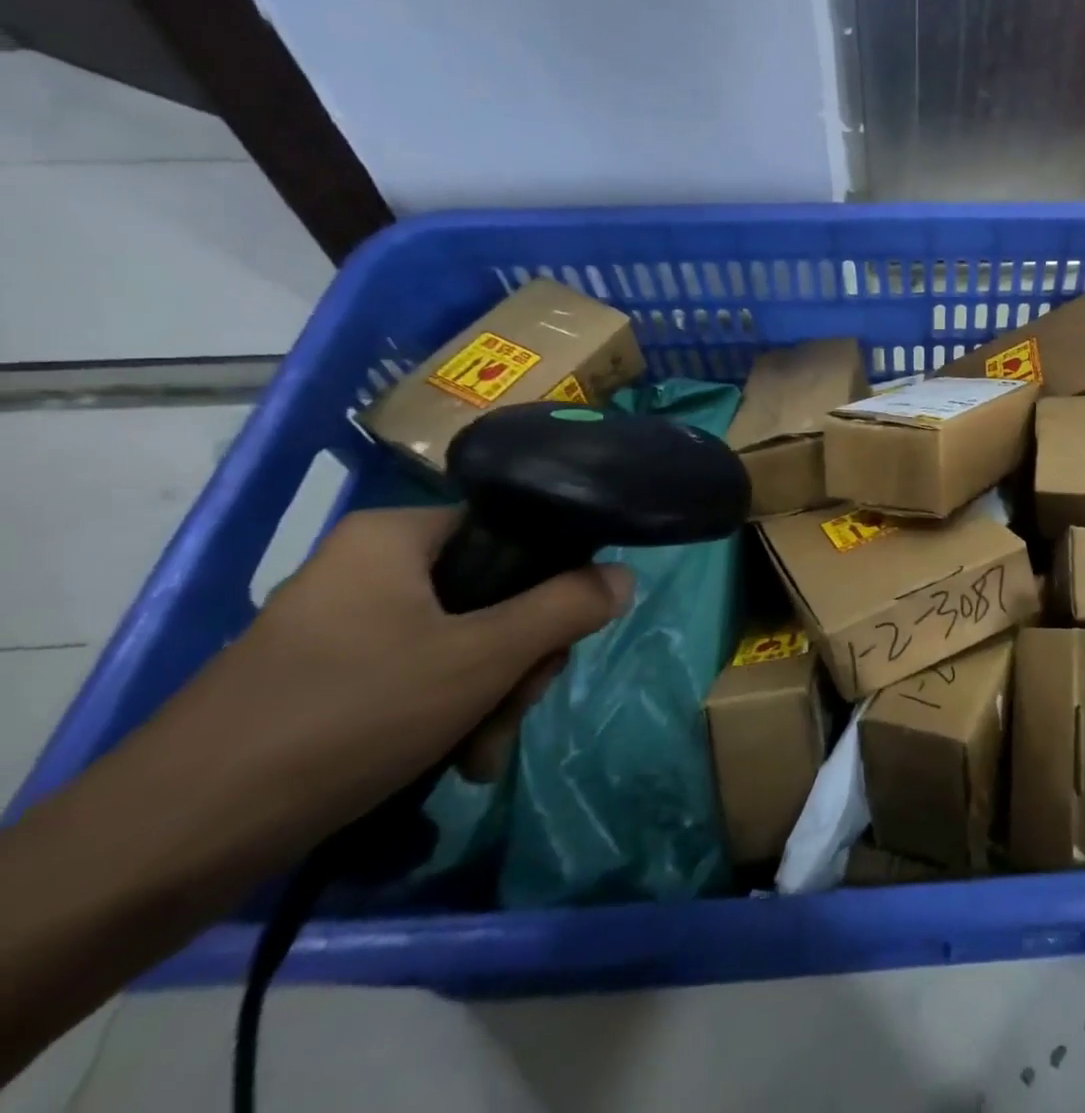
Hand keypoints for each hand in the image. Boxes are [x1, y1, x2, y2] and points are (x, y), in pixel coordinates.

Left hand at [140, 507, 630, 862]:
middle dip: (517, 660)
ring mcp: (343, 624)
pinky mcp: (326, 677)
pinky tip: (454, 763)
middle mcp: (369, 567)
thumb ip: (566, 608)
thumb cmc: (344, 718)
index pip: (511, 533)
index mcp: (396, 537)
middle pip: (490, 595)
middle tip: (515, 709)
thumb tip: (625, 575)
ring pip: (459, 642)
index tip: (556, 646)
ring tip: (481, 756)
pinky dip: (446, 714)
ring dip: (488, 697)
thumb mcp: (481, 659)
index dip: (552, 584)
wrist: (168, 843)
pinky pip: (416, 675)